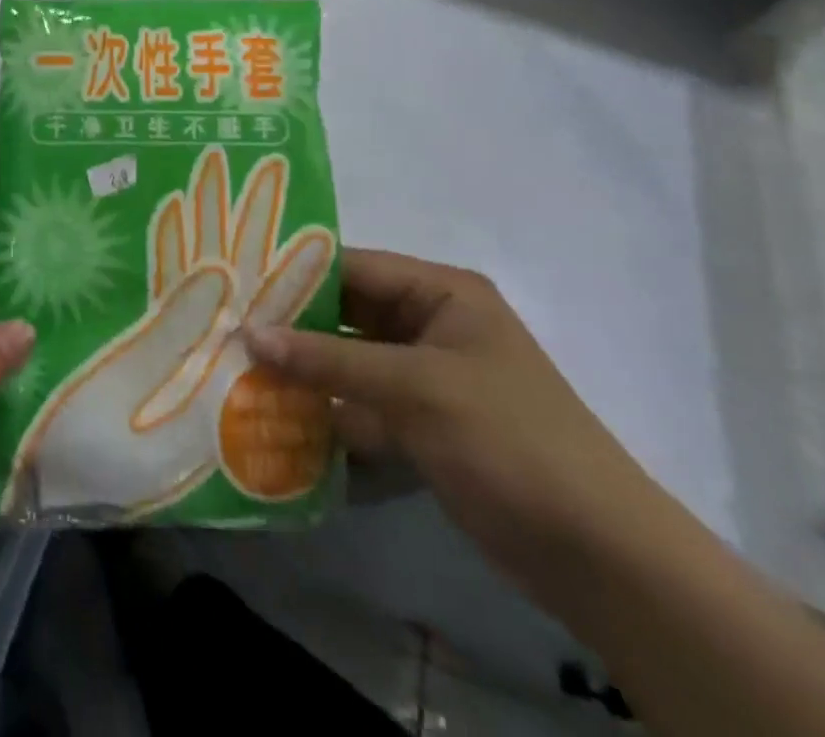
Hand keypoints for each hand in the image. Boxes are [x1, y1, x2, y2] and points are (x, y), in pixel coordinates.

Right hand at [243, 248, 660, 607]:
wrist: (599, 557)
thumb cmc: (510, 441)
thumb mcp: (416, 388)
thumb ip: (329, 359)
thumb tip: (249, 334)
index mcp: (442, 293)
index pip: (352, 267)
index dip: (294, 274)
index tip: (233, 283)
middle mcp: (430, 324)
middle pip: (346, 312)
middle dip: (291, 324)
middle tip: (225, 327)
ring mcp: (425, 376)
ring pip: (347, 359)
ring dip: (302, 369)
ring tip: (236, 368)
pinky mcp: (421, 423)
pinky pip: (359, 402)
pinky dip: (325, 409)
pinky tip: (274, 417)